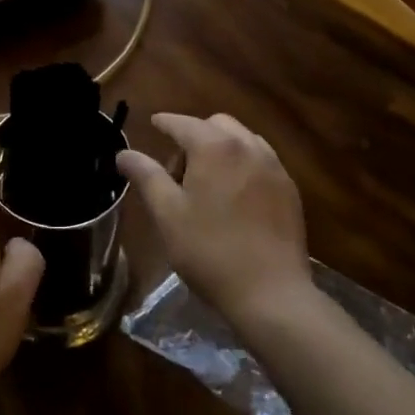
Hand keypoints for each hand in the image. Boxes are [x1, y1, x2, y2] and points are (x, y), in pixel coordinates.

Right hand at [117, 113, 312, 329]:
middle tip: (179, 169)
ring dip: (222, 146)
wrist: (271, 292)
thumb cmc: (210, 251)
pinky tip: (235, 194)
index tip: (153, 124)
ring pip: (242, 139)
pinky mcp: (289, 188)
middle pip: (216, 124)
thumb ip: (145, 176)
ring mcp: (274, 166)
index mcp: (214, 147)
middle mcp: (248, 146)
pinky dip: (243, 162)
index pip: (183, 123)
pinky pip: (261, 159)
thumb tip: (124, 152)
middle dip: (195, 135)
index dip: (164, 122)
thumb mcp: (167, 214)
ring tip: (208, 180)